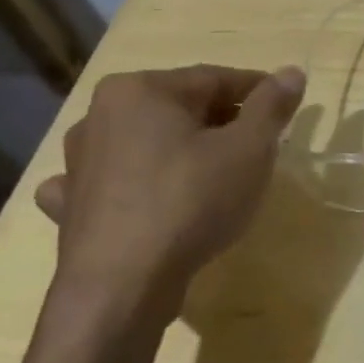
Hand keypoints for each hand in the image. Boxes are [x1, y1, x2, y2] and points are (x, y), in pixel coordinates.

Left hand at [33, 64, 305, 325]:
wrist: (120, 290)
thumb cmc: (191, 201)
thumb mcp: (250, 149)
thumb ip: (272, 105)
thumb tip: (292, 72)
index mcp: (141, 90)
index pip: (216, 79)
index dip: (257, 92)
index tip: (286, 109)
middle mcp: (100, 116)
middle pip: (180, 109)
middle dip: (221, 122)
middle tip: (259, 146)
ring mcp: (78, 164)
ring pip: (146, 143)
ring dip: (178, 150)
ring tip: (213, 172)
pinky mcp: (71, 208)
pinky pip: (110, 183)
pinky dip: (133, 183)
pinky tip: (143, 196)